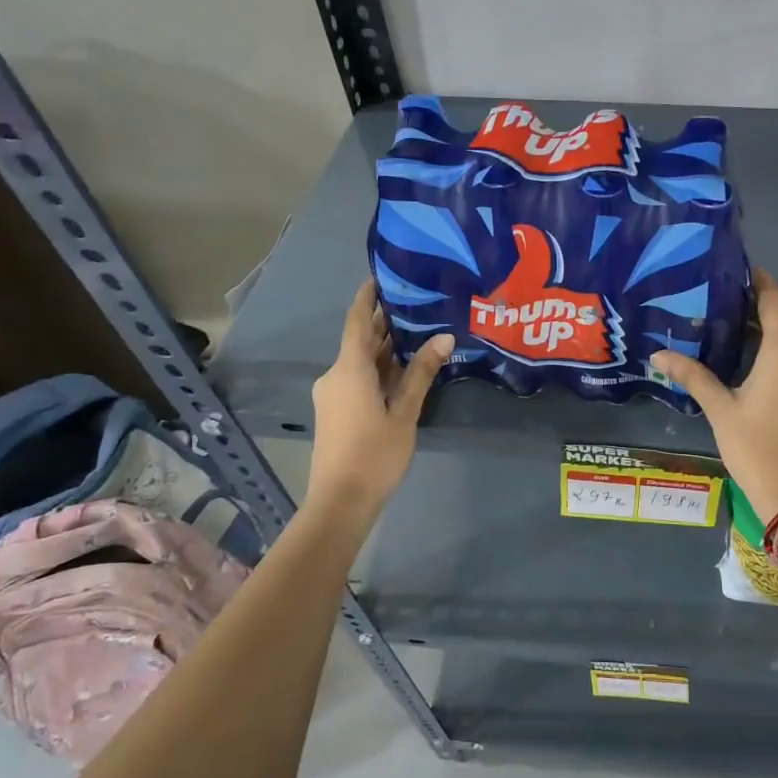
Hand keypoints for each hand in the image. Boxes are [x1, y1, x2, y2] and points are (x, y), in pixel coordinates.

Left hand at [306, 280, 453, 516]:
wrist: (340, 501)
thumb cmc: (374, 454)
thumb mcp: (404, 412)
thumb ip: (421, 373)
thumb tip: (444, 337)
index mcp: (349, 369)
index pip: (357, 321)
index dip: (367, 296)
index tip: (381, 275)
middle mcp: (335, 375)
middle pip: (359, 340)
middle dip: (384, 322)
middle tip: (416, 302)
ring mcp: (333, 394)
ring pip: (360, 361)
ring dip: (384, 347)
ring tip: (417, 330)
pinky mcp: (336, 410)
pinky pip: (357, 378)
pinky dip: (379, 368)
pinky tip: (403, 368)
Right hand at [650, 270, 777, 518]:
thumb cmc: (756, 447)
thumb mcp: (720, 409)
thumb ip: (692, 375)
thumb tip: (658, 355)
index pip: (774, 299)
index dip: (758, 281)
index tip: (736, 271)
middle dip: (756, 311)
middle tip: (718, 308)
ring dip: (768, 337)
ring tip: (731, 337)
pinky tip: (755, 370)